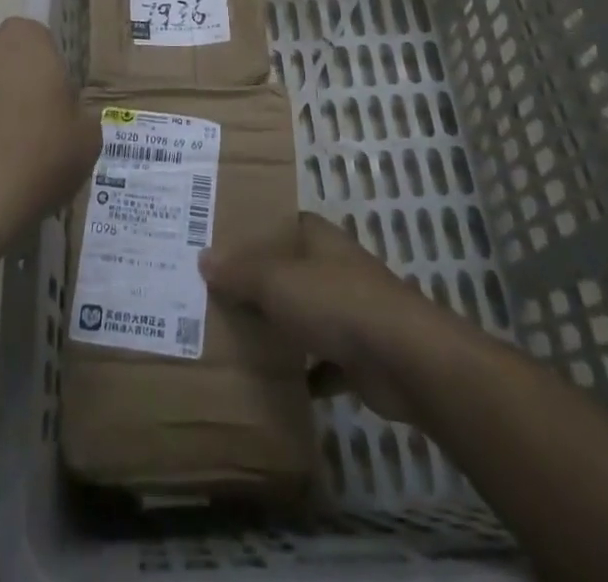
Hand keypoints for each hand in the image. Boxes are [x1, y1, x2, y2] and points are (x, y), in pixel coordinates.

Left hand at [0, 18, 100, 262]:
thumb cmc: (34, 161)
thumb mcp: (87, 142)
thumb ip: (81, 116)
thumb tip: (67, 117)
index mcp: (23, 39)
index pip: (42, 45)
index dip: (50, 80)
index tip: (54, 115)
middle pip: (2, 63)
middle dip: (11, 90)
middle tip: (26, 136)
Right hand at [201, 213, 460, 421]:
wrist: (403, 359)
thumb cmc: (335, 302)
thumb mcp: (276, 280)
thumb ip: (240, 270)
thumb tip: (204, 257)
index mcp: (317, 237)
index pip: (280, 222)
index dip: (252, 230)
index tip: (218, 243)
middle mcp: (334, 266)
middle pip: (289, 269)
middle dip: (258, 282)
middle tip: (215, 293)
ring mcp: (350, 310)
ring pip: (305, 314)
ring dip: (280, 327)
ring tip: (235, 337)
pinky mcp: (360, 355)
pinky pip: (322, 362)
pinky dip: (304, 373)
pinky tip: (276, 385)